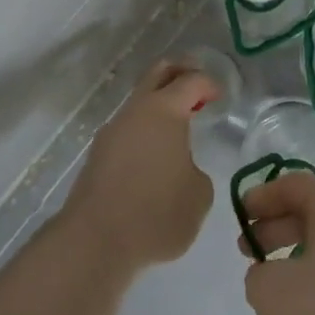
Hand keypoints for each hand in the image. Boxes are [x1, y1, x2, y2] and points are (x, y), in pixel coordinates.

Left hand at [62, 61, 216, 273]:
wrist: (94, 242)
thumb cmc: (156, 213)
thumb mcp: (199, 196)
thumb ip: (197, 172)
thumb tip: (183, 170)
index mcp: (165, 110)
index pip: (191, 81)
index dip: (209, 84)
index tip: (220, 97)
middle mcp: (136, 111)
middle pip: (158, 73)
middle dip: (180, 71)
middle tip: (197, 83)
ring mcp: (112, 131)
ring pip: (139, 101)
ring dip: (159, 104)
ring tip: (177, 126)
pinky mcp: (97, 155)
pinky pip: (127, 129)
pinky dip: (144, 130)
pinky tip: (154, 155)